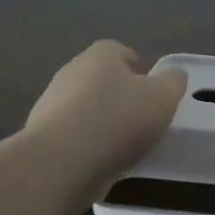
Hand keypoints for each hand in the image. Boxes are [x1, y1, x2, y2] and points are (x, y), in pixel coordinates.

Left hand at [24, 40, 187, 185]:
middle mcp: (71, 72)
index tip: (152, 93)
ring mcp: (51, 104)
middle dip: (120, 96)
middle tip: (142, 119)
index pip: (120, 51)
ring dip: (102, 122)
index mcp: (100, 55)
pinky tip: (100, 162)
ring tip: (123, 146)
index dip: (139, 70)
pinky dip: (86, 145)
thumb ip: (173, 82)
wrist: (60, 163)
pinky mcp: (40, 137)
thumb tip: (174, 76)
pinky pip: (72, 135)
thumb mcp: (163, 98)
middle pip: (101, 79)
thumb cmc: (118, 119)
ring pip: (85, 108)